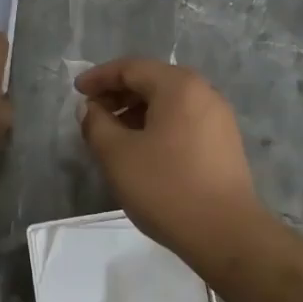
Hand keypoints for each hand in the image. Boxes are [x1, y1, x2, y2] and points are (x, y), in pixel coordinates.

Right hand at [76, 58, 269, 265]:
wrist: (226, 233)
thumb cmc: (166, 187)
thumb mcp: (117, 155)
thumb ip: (96, 124)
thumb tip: (90, 108)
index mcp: (178, 85)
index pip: (131, 68)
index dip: (99, 77)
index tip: (76, 91)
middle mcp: (203, 92)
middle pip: (152, 81)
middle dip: (118, 94)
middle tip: (92, 113)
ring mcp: (218, 117)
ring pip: (169, 102)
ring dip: (137, 111)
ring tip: (112, 135)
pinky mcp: (224, 142)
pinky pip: (183, 120)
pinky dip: (157, 125)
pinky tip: (142, 149)